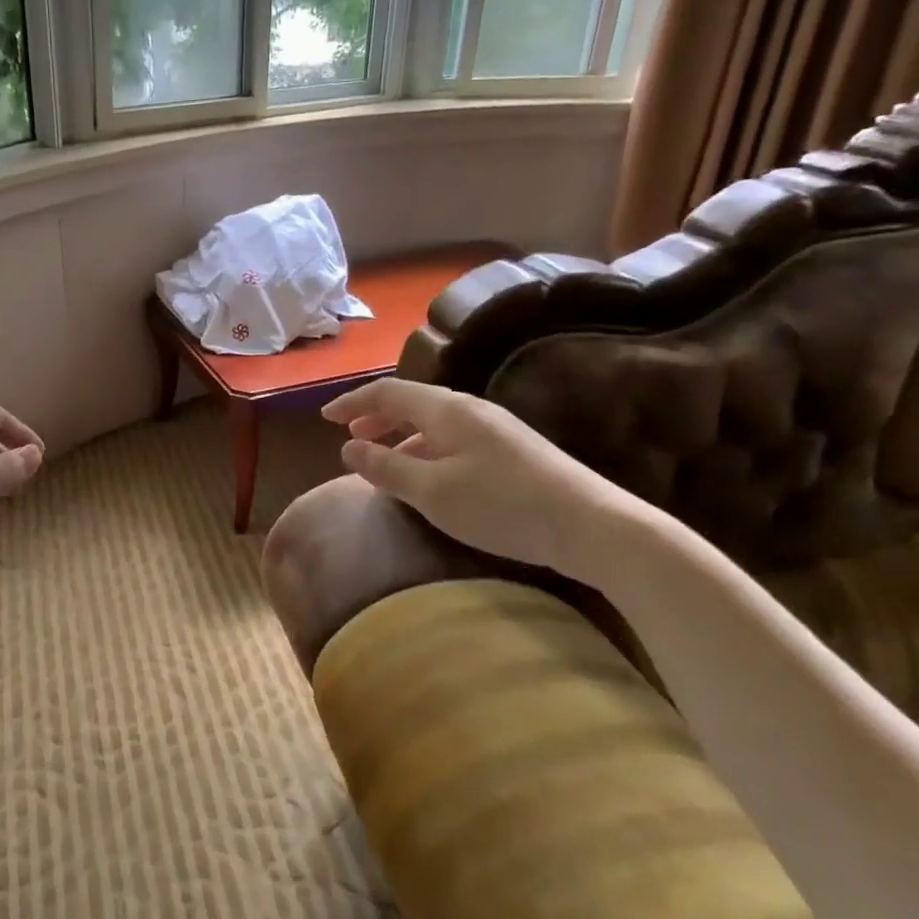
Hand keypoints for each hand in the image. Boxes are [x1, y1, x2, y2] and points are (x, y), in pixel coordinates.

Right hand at [320, 377, 638, 579]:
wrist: (593, 526)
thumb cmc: (502, 506)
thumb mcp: (432, 491)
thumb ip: (385, 467)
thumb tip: (348, 448)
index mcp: (446, 410)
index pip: (388, 393)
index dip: (353, 403)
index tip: (325, 418)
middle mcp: (470, 410)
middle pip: (412, 403)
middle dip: (376, 417)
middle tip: (350, 438)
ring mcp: (496, 429)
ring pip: (433, 423)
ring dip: (401, 436)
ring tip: (383, 461)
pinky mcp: (513, 451)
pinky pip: (453, 439)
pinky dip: (426, 449)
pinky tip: (429, 477)